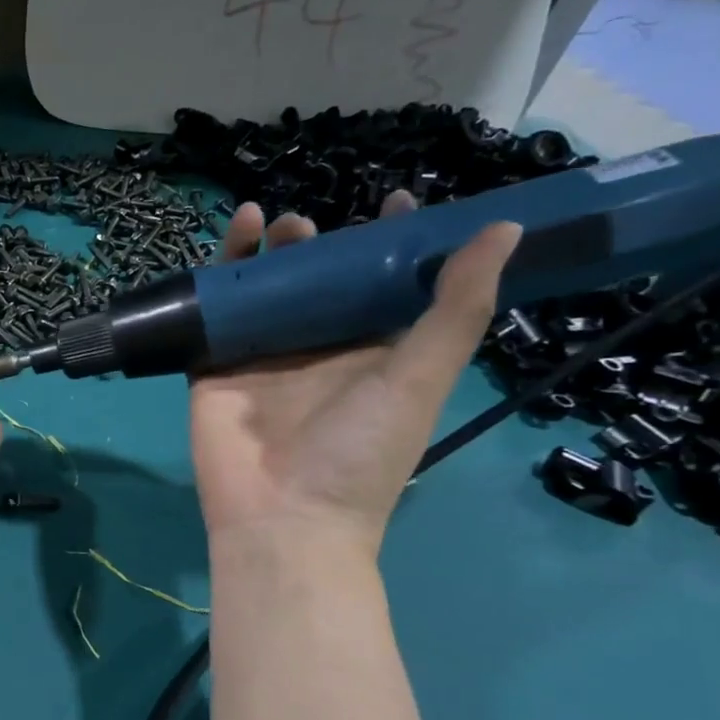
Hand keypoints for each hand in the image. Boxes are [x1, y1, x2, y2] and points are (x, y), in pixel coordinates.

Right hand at [190, 195, 519, 553]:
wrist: (282, 517)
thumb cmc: (358, 453)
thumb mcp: (419, 379)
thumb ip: (456, 309)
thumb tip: (506, 229)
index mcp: (368, 352)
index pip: (381, 286)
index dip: (389, 243)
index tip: (395, 202)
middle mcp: (315, 349)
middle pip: (314, 281)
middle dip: (315, 244)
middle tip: (309, 225)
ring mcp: (260, 357)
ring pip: (262, 290)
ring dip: (266, 252)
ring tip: (271, 223)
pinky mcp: (213, 366)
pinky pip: (213, 313)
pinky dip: (217, 276)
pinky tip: (231, 239)